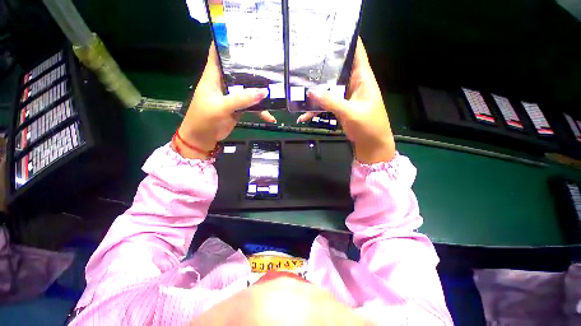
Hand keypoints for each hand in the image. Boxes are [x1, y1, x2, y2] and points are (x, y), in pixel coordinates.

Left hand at [176, 42, 276, 158]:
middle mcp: (224, 82)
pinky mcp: (239, 107)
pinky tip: (271, 118)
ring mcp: (233, 96)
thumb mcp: (221, 107)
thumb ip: (241, 99)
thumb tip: (264, 92)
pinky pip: (252, 106)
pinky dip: (261, 112)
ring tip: (276, 91)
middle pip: (239, 70)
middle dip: (253, 67)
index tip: (245, 37)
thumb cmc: (204, 119)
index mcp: (214, 75)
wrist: (203, 139)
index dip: (228, 42)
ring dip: (260, 91)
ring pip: (248, 89)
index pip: (219, 52)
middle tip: (271, 62)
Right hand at [297, 37, 395, 163]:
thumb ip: (331, 101)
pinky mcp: (341, 108)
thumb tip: (311, 91)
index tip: (329, 35)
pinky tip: (304, 116)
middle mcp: (354, 85)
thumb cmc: (368, 126)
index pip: (357, 53)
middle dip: (324, 66)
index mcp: (363, 79)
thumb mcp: (350, 112)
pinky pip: (326, 105)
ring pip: (330, 88)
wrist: (371, 145)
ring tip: (299, 88)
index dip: (346, 41)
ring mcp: (346, 97)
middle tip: (306, 61)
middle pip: (339, 70)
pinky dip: (316, 109)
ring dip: (317, 90)